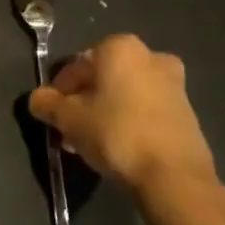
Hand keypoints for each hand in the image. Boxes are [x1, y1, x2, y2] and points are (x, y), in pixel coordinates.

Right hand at [28, 33, 217, 192]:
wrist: (174, 176)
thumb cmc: (115, 134)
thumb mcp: (68, 119)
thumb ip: (47, 103)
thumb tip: (38, 99)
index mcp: (120, 48)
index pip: (75, 67)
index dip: (58, 92)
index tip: (52, 115)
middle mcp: (150, 56)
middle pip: (101, 78)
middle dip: (82, 102)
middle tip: (68, 129)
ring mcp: (173, 83)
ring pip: (123, 94)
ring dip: (103, 112)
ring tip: (88, 141)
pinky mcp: (186, 110)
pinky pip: (144, 109)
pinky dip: (126, 120)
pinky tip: (114, 146)